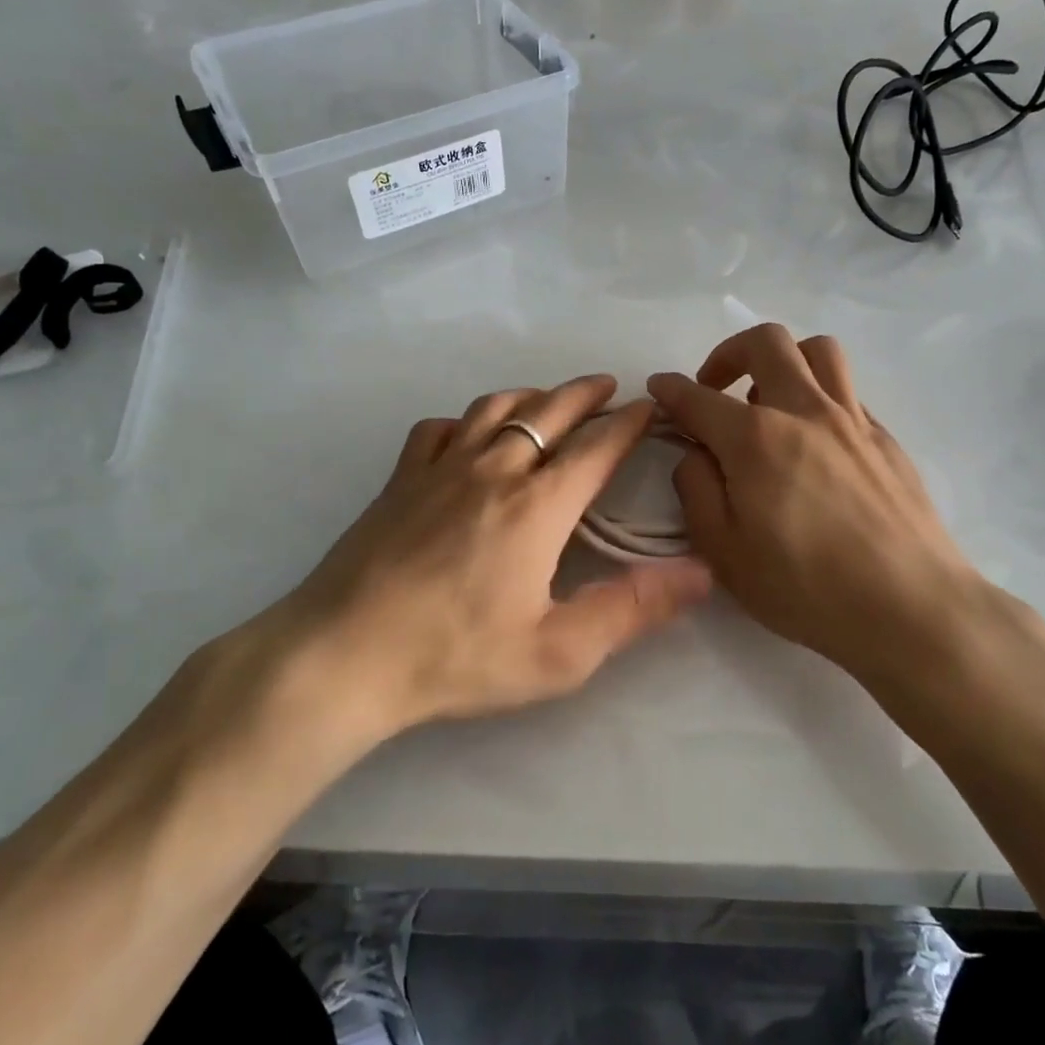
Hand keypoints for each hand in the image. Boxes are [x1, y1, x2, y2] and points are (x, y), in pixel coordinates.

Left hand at [271, 375, 712, 739]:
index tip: (650, 407)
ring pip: (493, 408)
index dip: (629, 422)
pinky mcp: (400, 479)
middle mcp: (493, 470)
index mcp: (537, 506)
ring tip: (549, 399)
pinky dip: (464, 421)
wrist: (344, 655)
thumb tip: (701, 571)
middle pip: (549, 412)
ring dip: (531, 396)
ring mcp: (440, 468)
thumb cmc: (456, 657)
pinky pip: (438, 429)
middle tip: (609, 387)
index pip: (596, 446)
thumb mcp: (558, 653)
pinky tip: (466, 435)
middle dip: (585, 394)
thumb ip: (632, 608)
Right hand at [648, 326, 989, 692]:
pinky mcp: (886, 438)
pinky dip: (819, 397)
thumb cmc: (805, 587)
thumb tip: (694, 454)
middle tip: (715, 387)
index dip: (670, 388)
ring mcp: (852, 420)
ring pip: (818, 351)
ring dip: (783, 360)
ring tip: (769, 400)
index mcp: (755, 439)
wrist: (910, 607)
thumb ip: (697, 491)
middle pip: (766, 343)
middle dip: (728, 353)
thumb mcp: (724, 552)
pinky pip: (847, 391)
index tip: (658, 387)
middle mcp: (804, 411)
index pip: (699, 397)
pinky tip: (814, 441)